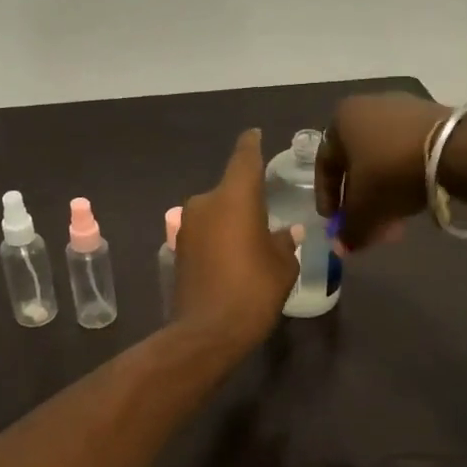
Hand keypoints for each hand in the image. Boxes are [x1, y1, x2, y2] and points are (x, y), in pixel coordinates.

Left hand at [172, 130, 301, 349]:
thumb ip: (285, 242)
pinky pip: (205, 233)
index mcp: (234, 197)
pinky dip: (218, 238)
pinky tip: (233, 258)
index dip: (252, 144)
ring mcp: (187, 226)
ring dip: (231, 221)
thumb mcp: (282, 266)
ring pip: (215, 212)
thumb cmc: (253, 290)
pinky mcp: (178, 249)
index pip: (244, 157)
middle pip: (229, 189)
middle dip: (246, 199)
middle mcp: (205, 202)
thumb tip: (289, 232)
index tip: (256, 134)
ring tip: (252, 241)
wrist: (208, 331)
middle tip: (267, 214)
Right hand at [316, 92, 451, 250]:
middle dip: (362, 202)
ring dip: (384, 194)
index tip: (334, 223)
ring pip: (384, 161)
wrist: (454, 148)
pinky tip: (413, 201)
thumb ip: (349, 230)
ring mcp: (402, 108)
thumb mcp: (364, 208)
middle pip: (357, 164)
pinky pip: (407, 152)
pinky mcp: (432, 116)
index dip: (327, 199)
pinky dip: (405, 178)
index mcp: (341, 119)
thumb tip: (343, 247)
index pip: (325, 165)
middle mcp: (367, 106)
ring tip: (394, 223)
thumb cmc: (390, 172)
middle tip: (368, 229)